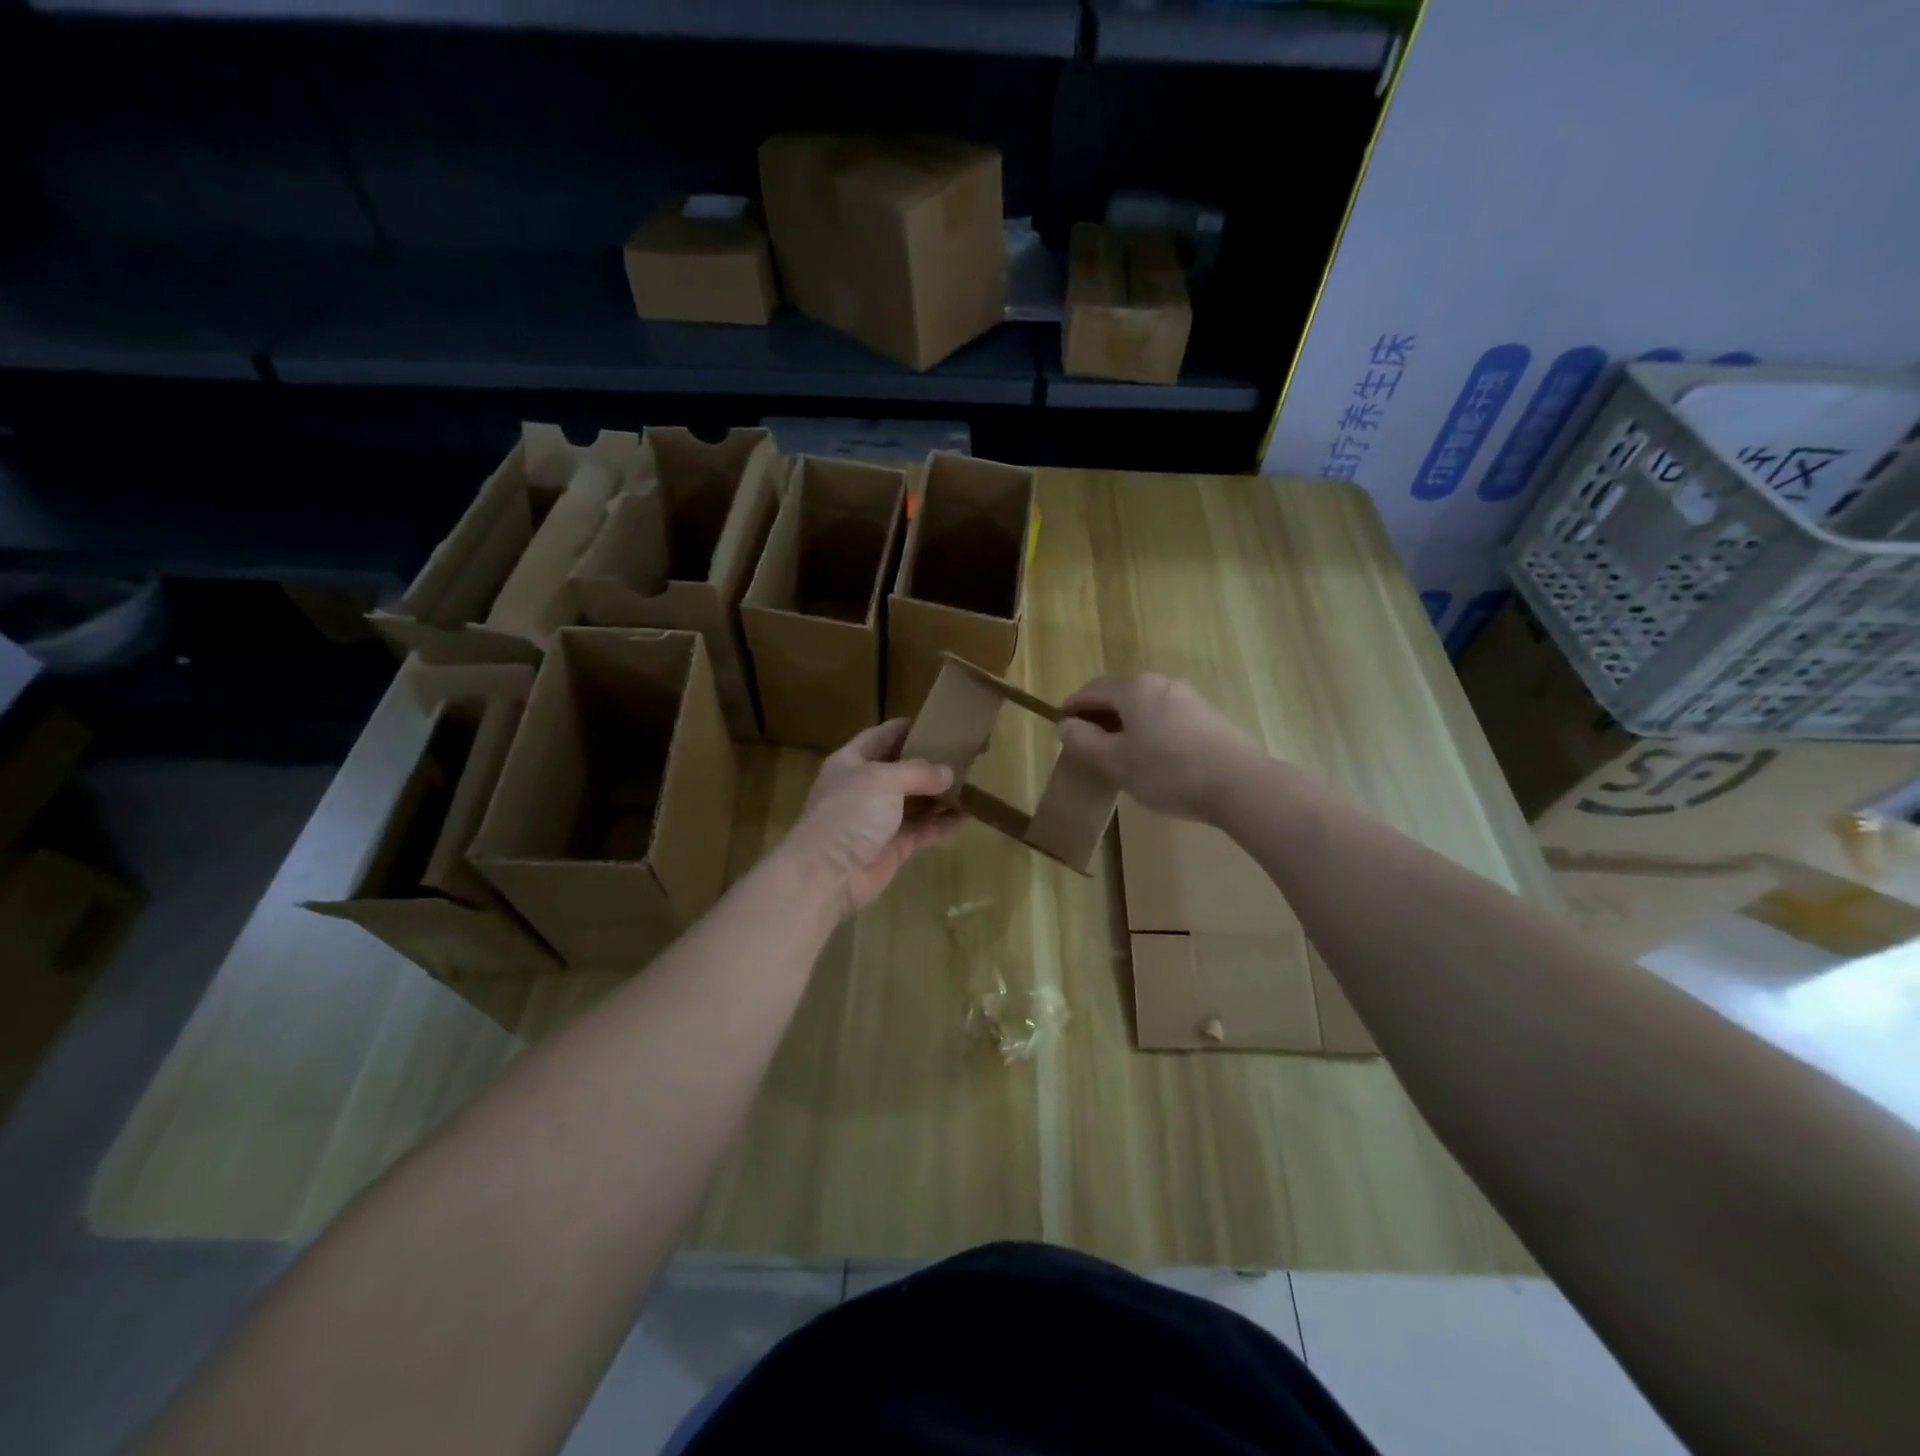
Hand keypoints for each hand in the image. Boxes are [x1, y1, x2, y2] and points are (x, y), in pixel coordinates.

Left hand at [784, 719, 964, 917]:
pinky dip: (944, 824)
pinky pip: (924, 830)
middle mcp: (865, 788)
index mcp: (852, 762)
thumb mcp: (884, 779)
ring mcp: (880, 819)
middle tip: (966, 753)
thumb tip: (948, 773)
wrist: (828, 874)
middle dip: (931, 762)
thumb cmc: (850, 813)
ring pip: (916, 801)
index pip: (881, 737)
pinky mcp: (894, 846)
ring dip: (941, 794)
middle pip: (902, 769)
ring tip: (973, 782)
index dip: (906, 728)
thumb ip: (919, 772)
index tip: (937, 721)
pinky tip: (968, 816)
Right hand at [1055, 673, 1262, 822]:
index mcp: (1135, 688)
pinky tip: (1151, 756)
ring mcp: (1189, 697)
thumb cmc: (1167, 770)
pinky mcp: (1208, 716)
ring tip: (1117, 752)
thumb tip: (1064, 725)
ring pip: (1145, 706)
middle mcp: (1161, 683)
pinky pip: (1166, 716)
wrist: (1239, 783)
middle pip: (1120, 694)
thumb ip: (1084, 742)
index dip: (1073, 706)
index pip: (1092, 690)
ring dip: (1125, 723)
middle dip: (1099, 714)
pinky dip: (1148, 729)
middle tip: (1086, 741)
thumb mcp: (1116, 762)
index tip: (1060, 724)